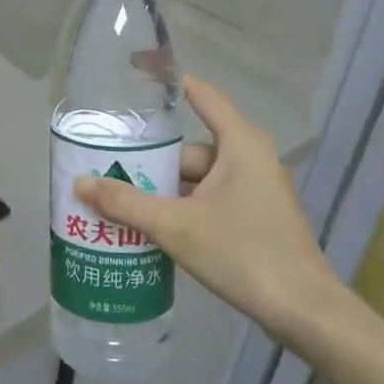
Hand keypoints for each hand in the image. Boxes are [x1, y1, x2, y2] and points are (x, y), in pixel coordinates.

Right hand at [72, 76, 355, 350]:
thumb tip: (79, 183)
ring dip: (161, 193)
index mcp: (240, 143)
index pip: (201, 95)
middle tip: (106, 173)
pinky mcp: (254, 218)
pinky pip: (208, 201)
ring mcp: (254, 190)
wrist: (303, 311)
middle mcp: (249, 158)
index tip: (134, 72)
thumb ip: (126, 204)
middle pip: (188, 149)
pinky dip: (181, 210)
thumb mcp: (176, 226)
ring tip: (117, 206)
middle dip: (149, 163)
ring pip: (196, 180)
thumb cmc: (243, 253)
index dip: (168, 82)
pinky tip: (150, 230)